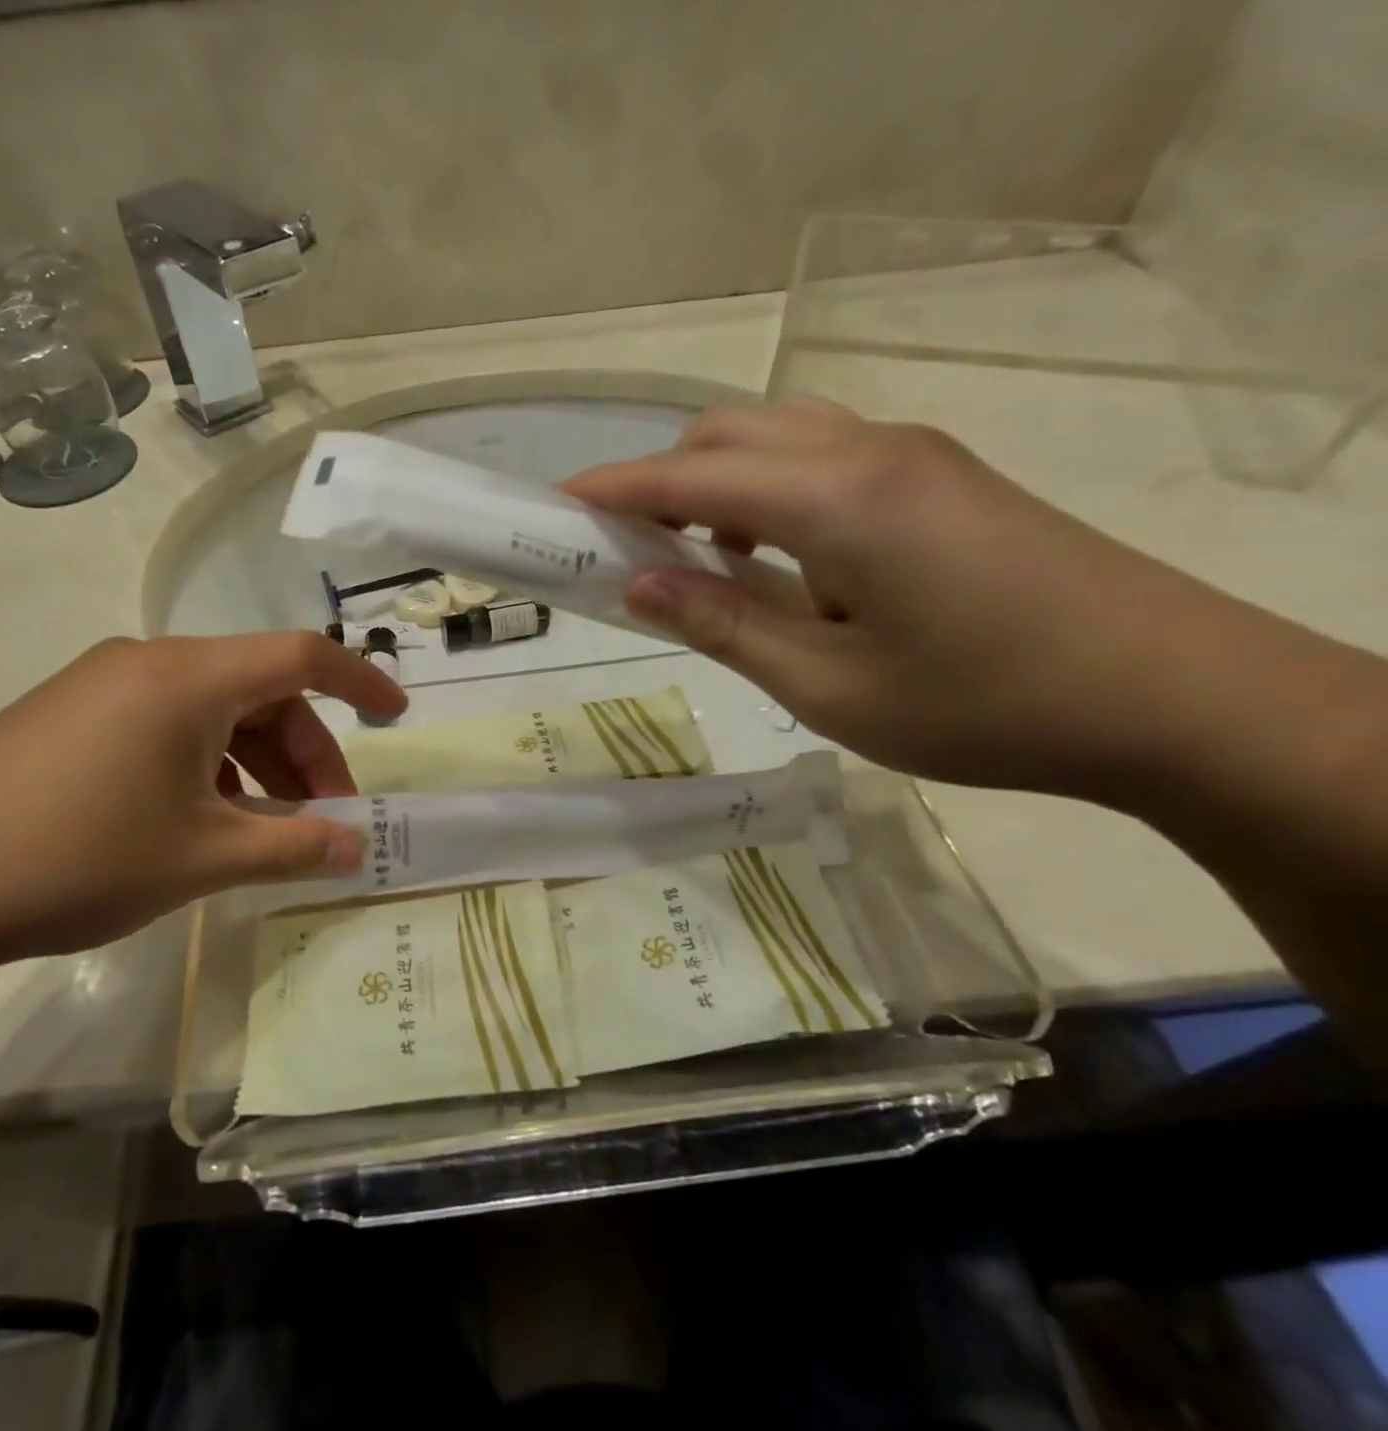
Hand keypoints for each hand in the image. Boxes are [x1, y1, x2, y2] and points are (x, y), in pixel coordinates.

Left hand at [0, 632, 405, 991]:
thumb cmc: (74, 858)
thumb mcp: (201, 858)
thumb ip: (292, 847)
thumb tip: (357, 846)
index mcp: (188, 678)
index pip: (302, 656)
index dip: (361, 682)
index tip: (398, 717)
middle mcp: (148, 664)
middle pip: (259, 691)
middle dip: (306, 754)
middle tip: (325, 820)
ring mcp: (102, 688)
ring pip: (212, 714)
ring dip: (256, 767)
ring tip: (266, 835)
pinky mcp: (69, 718)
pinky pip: (166, 729)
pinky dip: (207, 769)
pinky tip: (201, 824)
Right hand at [563, 398, 1268, 799]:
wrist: (1170, 697)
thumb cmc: (983, 706)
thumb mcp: (826, 685)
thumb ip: (722, 624)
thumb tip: (636, 585)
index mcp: (836, 499)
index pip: (688, 477)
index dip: (610, 490)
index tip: (550, 506)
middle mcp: (868, 451)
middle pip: (726, 435)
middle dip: (655, 481)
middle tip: (617, 550)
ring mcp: (911, 456)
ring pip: (775, 437)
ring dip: (712, 483)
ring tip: (691, 560)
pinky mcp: (937, 477)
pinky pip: (820, 457)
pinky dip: (765, 490)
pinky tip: (768, 556)